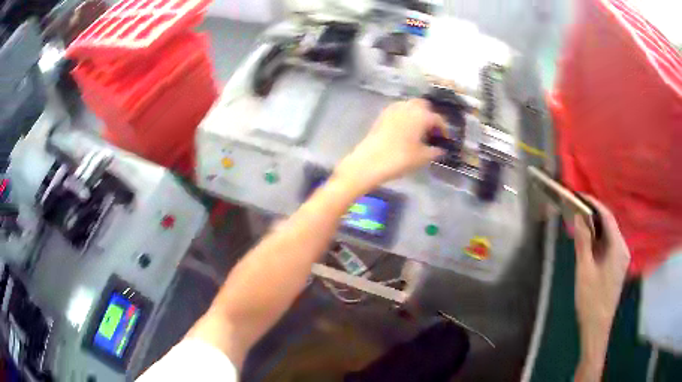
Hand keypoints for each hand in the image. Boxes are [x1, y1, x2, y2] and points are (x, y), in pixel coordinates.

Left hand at [334, 99, 446, 192]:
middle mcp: (408, 107)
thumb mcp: (422, 157)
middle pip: (423, 105)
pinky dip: (405, 117)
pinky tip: (405, 130)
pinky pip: (398, 111)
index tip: (446, 139)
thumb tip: (440, 150)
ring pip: (409, 106)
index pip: (437, 119)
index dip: (444, 129)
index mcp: (421, 115)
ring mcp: (393, 109)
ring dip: (417, 114)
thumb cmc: (400, 158)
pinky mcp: (382, 115)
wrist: (369, 161)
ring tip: (419, 130)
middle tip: (432, 131)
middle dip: (430, 115)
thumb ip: (434, 151)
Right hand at [573, 196, 629, 378]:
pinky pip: (608, 246)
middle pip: (609, 225)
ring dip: (595, 229)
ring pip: (609, 235)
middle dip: (594, 216)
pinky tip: (588, 243)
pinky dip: (598, 240)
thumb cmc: (591, 300)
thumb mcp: (584, 270)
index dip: (594, 204)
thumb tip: (579, 217)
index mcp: (618, 248)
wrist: (597, 327)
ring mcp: (621, 258)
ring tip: (579, 224)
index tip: (579, 196)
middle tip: (576, 210)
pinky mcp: (617, 266)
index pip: (607, 217)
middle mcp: (623, 249)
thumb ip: (583, 242)